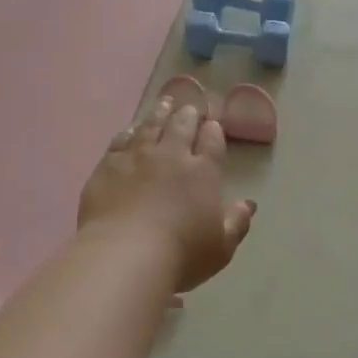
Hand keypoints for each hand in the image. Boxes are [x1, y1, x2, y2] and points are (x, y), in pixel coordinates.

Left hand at [79, 96, 256, 292]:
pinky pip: (120, 141)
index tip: (213, 124)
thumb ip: (237, 222)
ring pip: (150, 126)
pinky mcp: (108, 166)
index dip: (213, 131)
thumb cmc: (182, 254)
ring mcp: (137, 157)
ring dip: (160, 113)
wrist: (125, 254)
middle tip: (190, 107)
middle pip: (181, 126)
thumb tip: (249, 204)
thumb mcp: (222, 246)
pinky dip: (128, 132)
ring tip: (164, 102)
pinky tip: (130, 129)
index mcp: (204, 171)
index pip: (212, 141)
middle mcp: (171, 156)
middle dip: (188, 114)